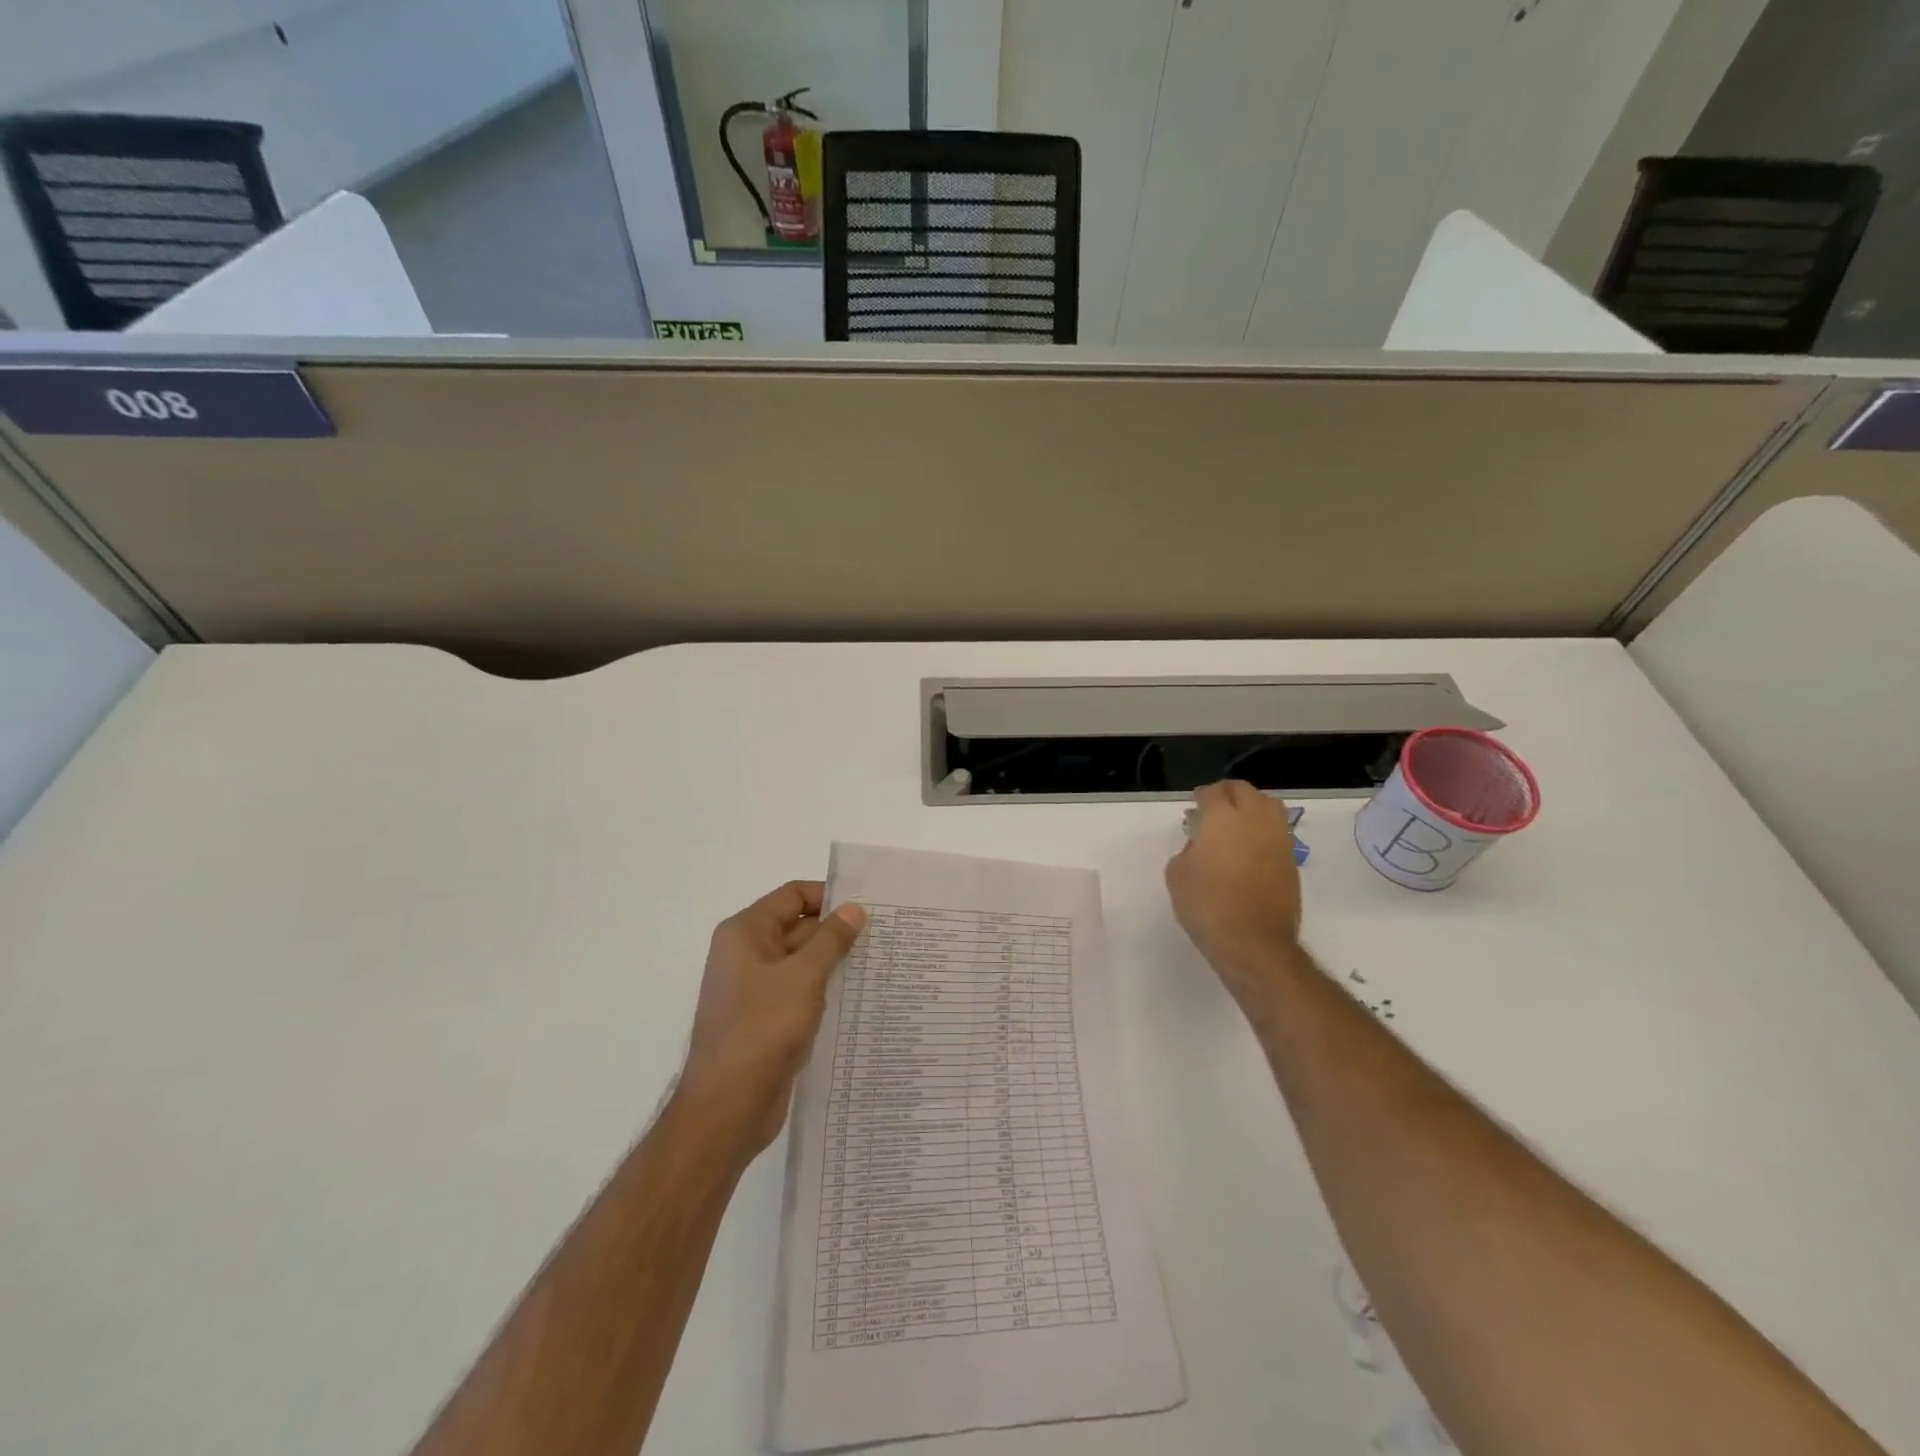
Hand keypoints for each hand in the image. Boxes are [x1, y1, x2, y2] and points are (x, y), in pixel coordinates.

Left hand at [677, 881, 865, 1154]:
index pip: (792, 895)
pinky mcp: (768, 1020)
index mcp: (746, 933)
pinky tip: (861, 996)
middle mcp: (748, 954)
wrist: (727, 1107)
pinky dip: (826, 991)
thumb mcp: (803, 976)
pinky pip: (802, 992)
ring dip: (836, 962)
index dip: (829, 897)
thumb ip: (831, 939)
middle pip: (799, 927)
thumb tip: (854, 909)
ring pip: (803, 962)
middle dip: (838, 931)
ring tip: (882, 963)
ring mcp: (757, 989)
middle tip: (886, 935)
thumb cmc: (762, 1029)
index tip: (869, 907)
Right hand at [1166, 781, 1304, 997]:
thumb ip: (1188, 850)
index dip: (1202, 796)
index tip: (1195, 806)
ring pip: (1269, 806)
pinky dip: (1264, 829)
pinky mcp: (1291, 860)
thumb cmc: (1207, 905)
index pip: (1214, 793)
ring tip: (1237, 822)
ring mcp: (1278, 839)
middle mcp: (1255, 820)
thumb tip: (1202, 846)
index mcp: (1223, 818)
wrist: (1253, 942)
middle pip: (1245, 791)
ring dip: (1252, 806)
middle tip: (1214, 806)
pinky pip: (1277, 831)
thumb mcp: (1178, 874)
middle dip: (1227, 793)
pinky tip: (1250, 847)